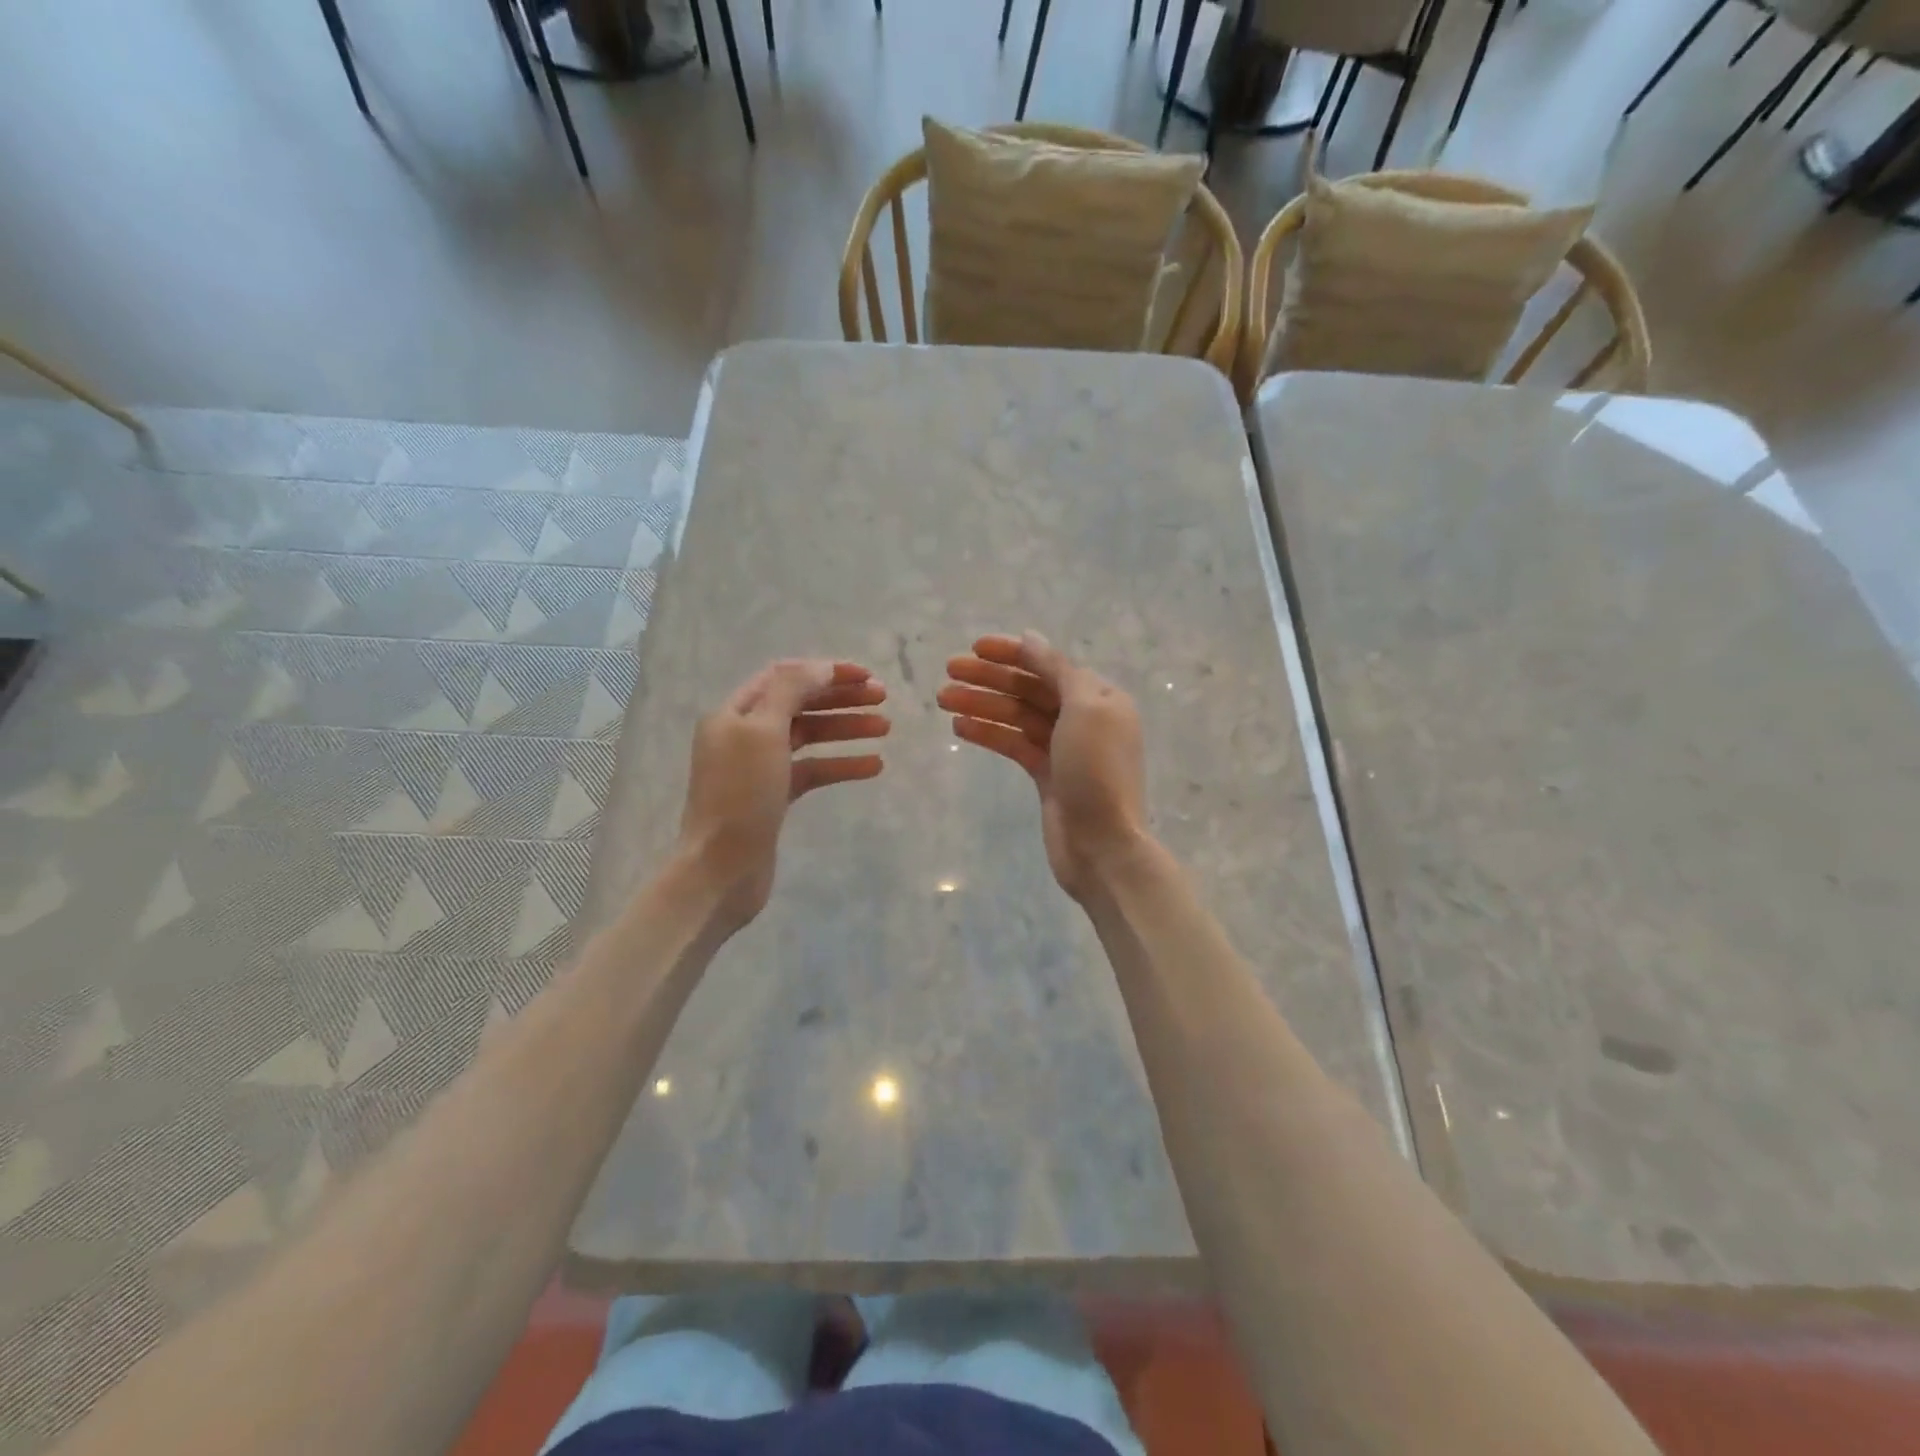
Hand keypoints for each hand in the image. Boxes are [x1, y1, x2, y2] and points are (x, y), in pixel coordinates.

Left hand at [678, 659, 888, 931]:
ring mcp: (759, 767)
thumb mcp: (763, 731)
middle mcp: (744, 734)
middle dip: (841, 697)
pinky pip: (813, 770)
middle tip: (883, 698)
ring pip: (810, 736)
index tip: (866, 676)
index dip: (826, 671)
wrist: (722, 868)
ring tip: (886, 728)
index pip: (785, 676)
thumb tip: (822, 668)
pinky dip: (841, 764)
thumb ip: (792, 691)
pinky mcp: (774, 797)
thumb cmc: (741, 795)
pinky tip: (874, 765)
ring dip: (846, 728)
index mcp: (735, 712)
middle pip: (800, 703)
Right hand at [938, 632, 1148, 900]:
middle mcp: (1084, 718)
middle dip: (990, 679)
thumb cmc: (1096, 772)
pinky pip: (1015, 745)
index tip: (974, 648)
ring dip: (983, 705)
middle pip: (1031, 689)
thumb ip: (1057, 670)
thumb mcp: (1084, 709)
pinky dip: (989, 734)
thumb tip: (1031, 638)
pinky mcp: (1047, 776)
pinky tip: (960, 727)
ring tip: (943, 699)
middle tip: (948, 672)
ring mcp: (1064, 749)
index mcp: (1100, 698)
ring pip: (1018, 717)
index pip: (1050, 665)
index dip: (1012, 654)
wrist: (1103, 845)